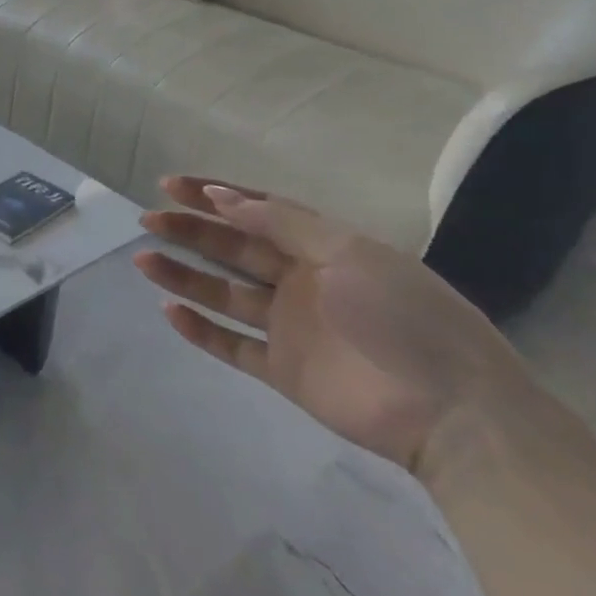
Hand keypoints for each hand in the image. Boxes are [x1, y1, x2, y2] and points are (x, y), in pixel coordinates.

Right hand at [134, 179, 534, 476]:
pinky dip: (200, 330)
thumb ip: (281, 224)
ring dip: (184, 276)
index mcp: (324, 247)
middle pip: (235, 249)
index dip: (215, 196)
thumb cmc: (402, 316)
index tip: (171, 185)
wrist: (451, 411)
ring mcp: (291, 327)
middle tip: (149, 220)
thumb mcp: (347, 253)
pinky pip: (232, 345)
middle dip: (191, 232)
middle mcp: (303, 281)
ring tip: (144, 260)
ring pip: (224, 295)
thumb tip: (220, 196)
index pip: (259, 211)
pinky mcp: (283, 370)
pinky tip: (169, 312)